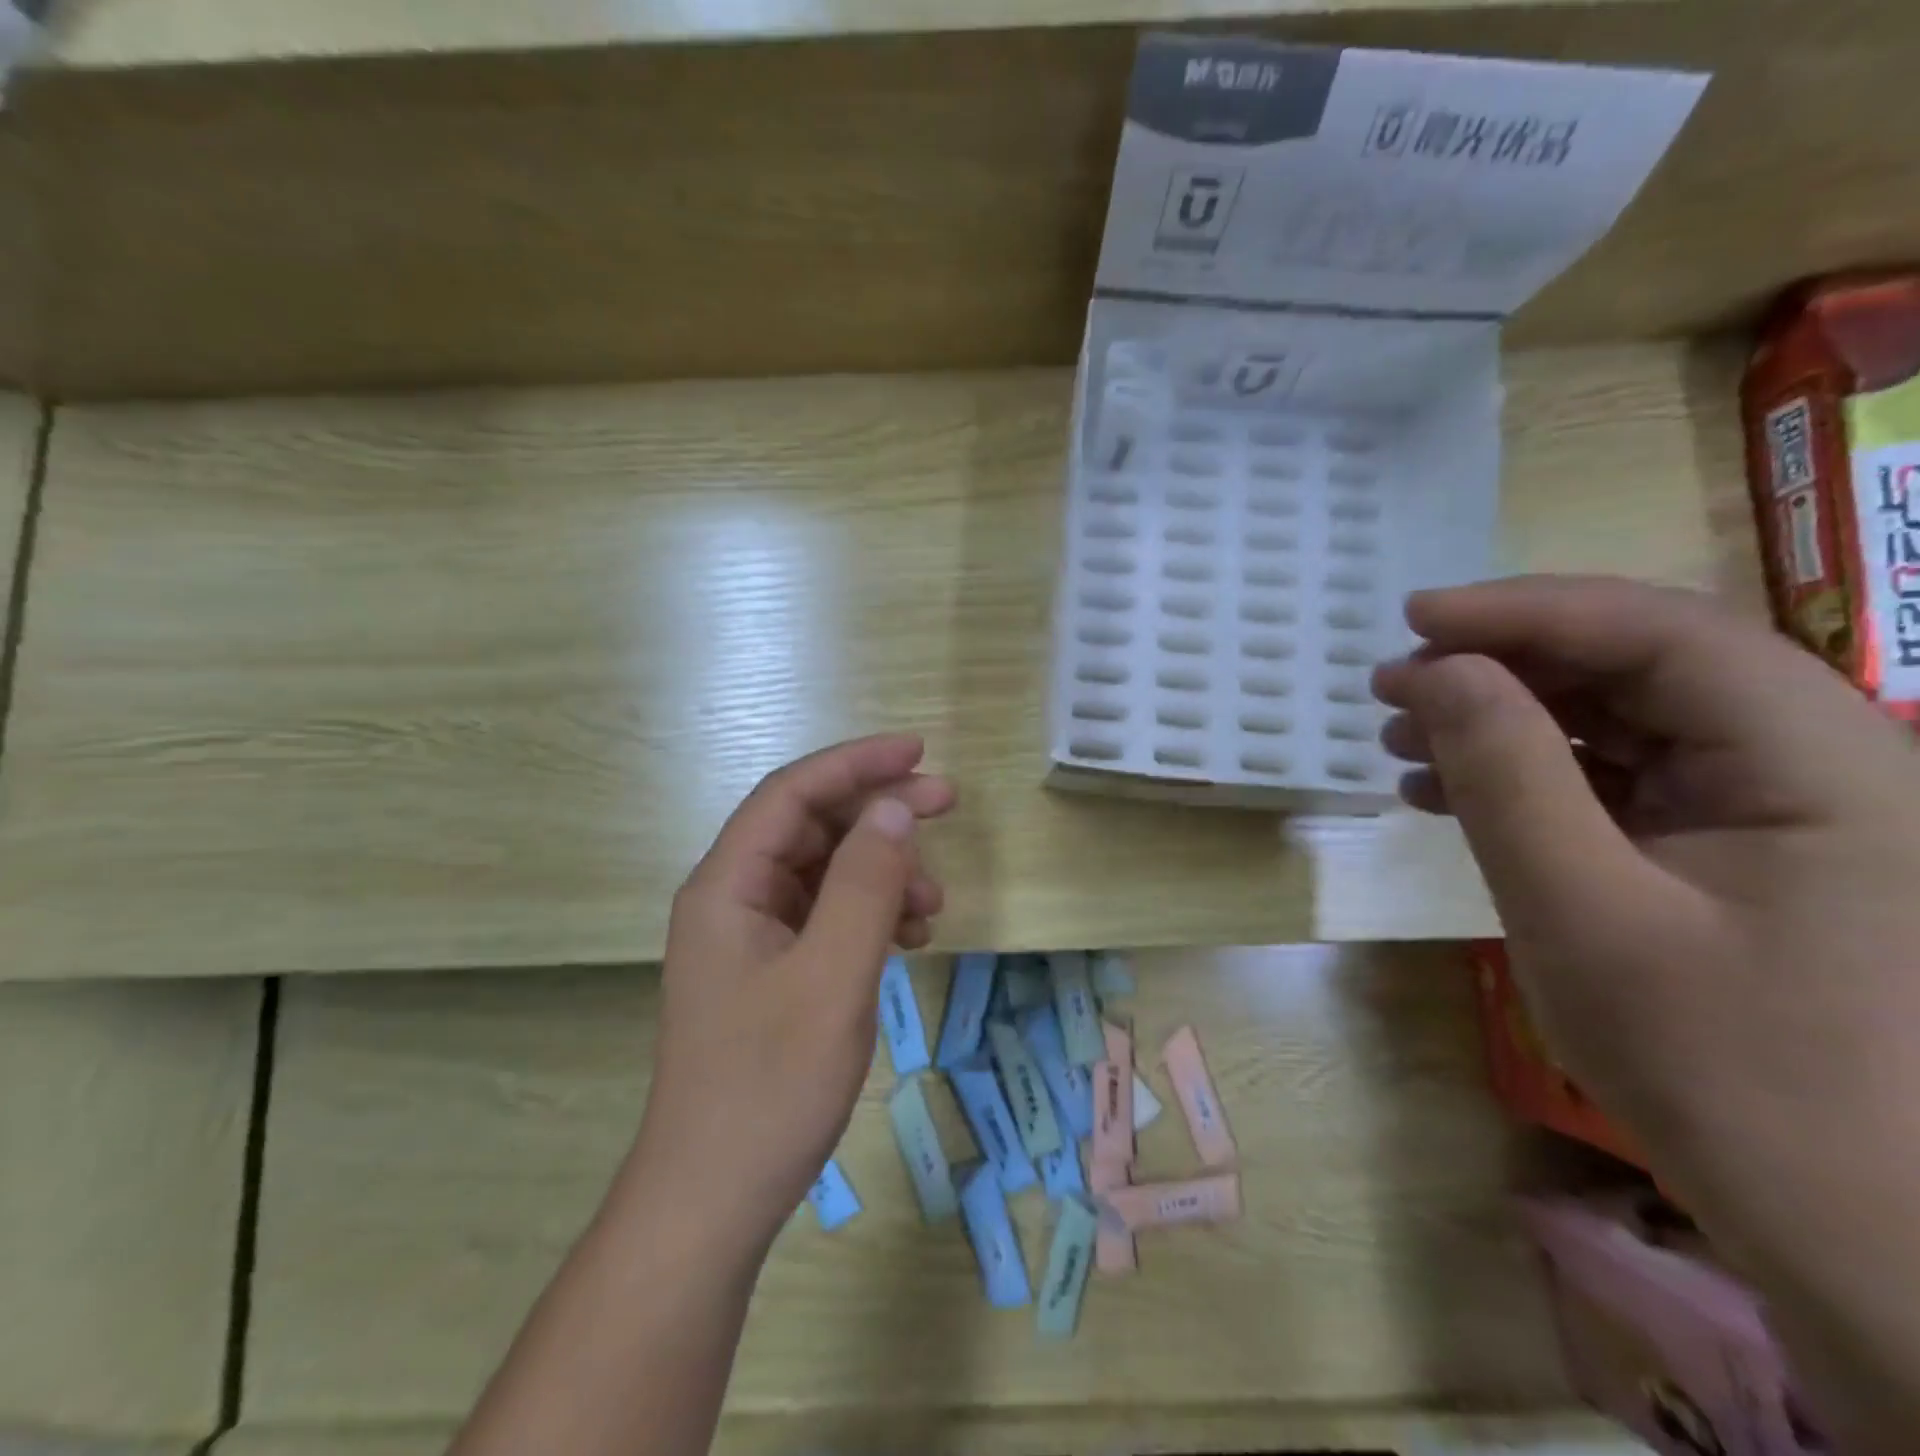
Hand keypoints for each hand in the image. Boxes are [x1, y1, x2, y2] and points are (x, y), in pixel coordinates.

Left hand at [623, 733, 956, 1253]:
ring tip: (933, 901)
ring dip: (881, 870)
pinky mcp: (770, 972)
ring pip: (823, 872)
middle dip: (878, 812)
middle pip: (810, 826)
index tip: (918, 753)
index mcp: (727, 884)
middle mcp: (732, 898)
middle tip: (946, 804)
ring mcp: (750, 937)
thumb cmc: (770, 1086)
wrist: (714, 1200)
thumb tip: (895, 810)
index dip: (856, 763)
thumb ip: (865, 885)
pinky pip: (825, 916)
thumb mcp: (832, 977)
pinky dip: (870, 913)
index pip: (793, 793)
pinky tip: (908, 936)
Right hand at [1374, 576, 1919, 1446]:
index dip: (1521, 610)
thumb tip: (1433, 671)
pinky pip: (1620, 777)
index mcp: (1820, 759)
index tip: (1410, 620)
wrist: (1860, 1235)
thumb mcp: (1581, 908)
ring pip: (1621, 718)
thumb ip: (1504, 773)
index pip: (1657, 631)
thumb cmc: (1726, 1071)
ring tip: (1403, 741)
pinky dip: (1528, 774)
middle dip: (1503, 664)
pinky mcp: (1737, 849)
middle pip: (1640, 665)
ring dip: (1505, 719)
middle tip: (1392, 687)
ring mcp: (1779, 807)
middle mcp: (1816, 760)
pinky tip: (1449, 794)